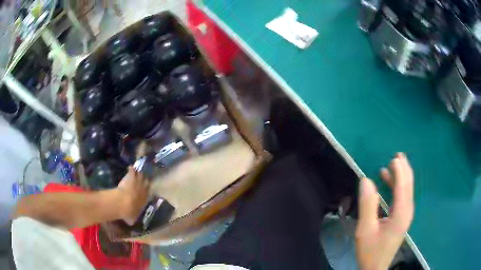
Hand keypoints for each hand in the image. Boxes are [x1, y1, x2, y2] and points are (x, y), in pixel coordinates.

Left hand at [117, 167, 150, 224]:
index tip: (146, 189)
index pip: (148, 194)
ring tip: (138, 171)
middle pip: (146, 183)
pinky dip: (131, 169)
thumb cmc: (129, 213)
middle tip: (143, 178)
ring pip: (141, 176)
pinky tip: (130, 167)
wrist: (124, 203)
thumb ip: (133, 218)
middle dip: (145, 181)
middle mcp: (144, 190)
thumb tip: (132, 221)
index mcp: (145, 200)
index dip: (147, 191)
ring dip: (140, 174)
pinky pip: (132, 171)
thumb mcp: (132, 219)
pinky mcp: (131, 177)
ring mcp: (138, 182)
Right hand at [355, 153, 413, 269]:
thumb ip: (367, 205)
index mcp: (401, 214)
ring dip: (402, 176)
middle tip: (398, 155)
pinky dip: (398, 186)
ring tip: (394, 164)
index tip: (393, 158)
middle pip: (409, 185)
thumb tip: (366, 180)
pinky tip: (389, 182)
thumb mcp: (365, 230)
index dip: (400, 170)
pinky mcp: (402, 218)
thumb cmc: (370, 251)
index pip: (403, 186)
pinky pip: (403, 196)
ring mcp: (406, 215)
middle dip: (405, 169)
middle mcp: (407, 211)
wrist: (375, 268)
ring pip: (407, 190)